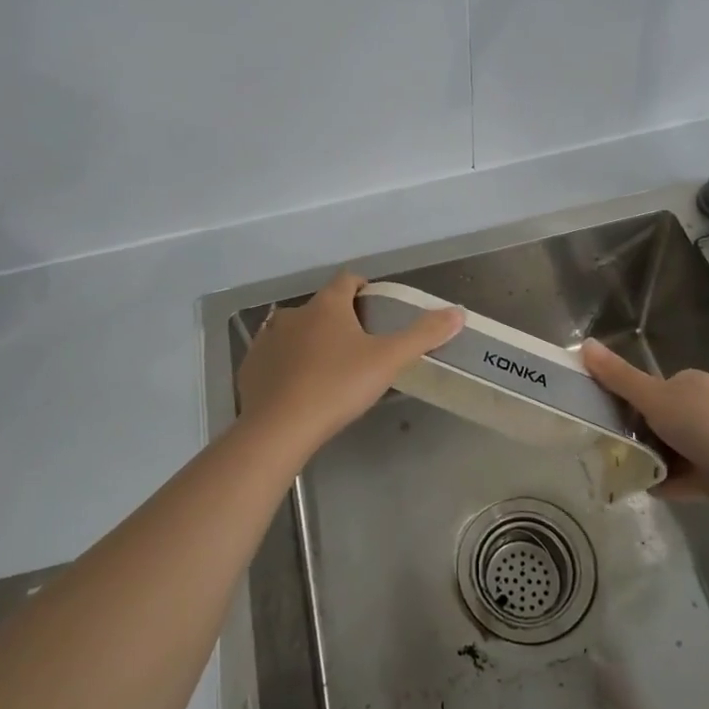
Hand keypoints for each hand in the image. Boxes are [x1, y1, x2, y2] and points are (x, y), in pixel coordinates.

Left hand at [238, 272, 463, 450]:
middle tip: (360, 348)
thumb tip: (458, 312)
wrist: (278, 428)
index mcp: (327, 305)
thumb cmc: (337, 386)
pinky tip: (299, 389)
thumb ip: (423, 335)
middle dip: (340, 320)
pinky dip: (287, 365)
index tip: (377, 309)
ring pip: (296, 331)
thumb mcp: (388, 360)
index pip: (348, 280)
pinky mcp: (251, 367)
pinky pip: (274, 357)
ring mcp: (267, 339)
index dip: (364, 289)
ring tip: (330, 370)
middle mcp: (293, 313)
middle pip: (323, 307)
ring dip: (312, 341)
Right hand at [582, 340, 708, 509]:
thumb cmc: (707, 426)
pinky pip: (683, 477)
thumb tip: (584, 344)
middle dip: (636, 434)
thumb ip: (618, 377)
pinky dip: (665, 482)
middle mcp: (703, 408)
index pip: (650, 388)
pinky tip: (644, 489)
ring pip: (669, 449)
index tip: (603, 417)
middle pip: (658, 419)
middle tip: (608, 447)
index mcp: (690, 384)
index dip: (626, 401)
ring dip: (649, 460)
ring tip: (620, 470)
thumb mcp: (655, 397)